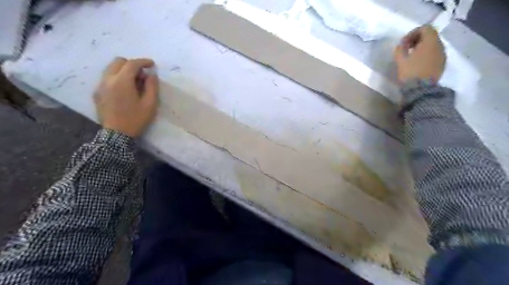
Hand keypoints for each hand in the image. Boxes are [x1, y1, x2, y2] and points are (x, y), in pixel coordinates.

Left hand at [93, 57, 157, 136]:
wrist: (116, 135)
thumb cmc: (136, 119)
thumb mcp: (150, 104)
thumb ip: (152, 86)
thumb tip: (151, 74)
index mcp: (122, 81)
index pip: (132, 64)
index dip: (143, 61)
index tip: (152, 64)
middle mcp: (108, 79)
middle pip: (118, 62)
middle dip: (132, 64)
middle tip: (142, 75)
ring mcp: (100, 86)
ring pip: (111, 69)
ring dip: (123, 71)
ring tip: (134, 83)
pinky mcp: (97, 93)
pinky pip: (107, 78)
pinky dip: (117, 78)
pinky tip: (124, 91)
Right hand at [393, 25, 446, 82]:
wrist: (421, 89)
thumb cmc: (410, 72)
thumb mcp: (400, 59)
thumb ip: (400, 48)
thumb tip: (402, 45)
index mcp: (430, 41)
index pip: (425, 28)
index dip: (412, 33)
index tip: (403, 43)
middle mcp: (440, 45)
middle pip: (430, 36)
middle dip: (417, 40)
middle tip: (406, 49)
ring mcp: (442, 55)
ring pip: (433, 45)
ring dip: (422, 48)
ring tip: (411, 57)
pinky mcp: (442, 64)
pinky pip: (434, 54)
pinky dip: (426, 55)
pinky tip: (418, 63)